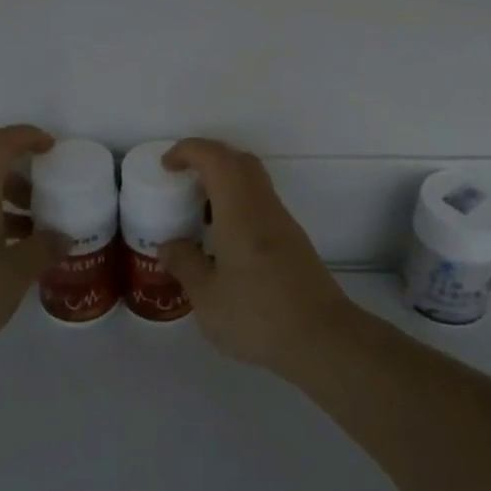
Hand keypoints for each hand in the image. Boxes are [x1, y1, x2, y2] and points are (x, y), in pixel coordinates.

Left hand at [0, 125, 62, 364]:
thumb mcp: (14, 275)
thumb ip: (42, 251)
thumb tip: (62, 236)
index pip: (1, 144)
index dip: (28, 137)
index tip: (53, 149)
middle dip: (25, 181)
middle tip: (51, 203)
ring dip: (11, 208)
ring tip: (36, 238)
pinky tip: (9, 260)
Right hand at [157, 138, 356, 375]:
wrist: (323, 339)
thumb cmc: (258, 316)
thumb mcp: (208, 298)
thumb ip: (185, 265)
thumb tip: (169, 245)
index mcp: (240, 211)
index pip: (215, 158)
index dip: (188, 150)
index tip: (167, 165)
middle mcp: (264, 206)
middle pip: (239, 161)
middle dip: (208, 159)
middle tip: (183, 181)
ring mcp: (283, 223)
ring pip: (253, 182)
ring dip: (225, 183)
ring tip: (199, 213)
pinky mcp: (294, 241)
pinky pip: (261, 204)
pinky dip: (238, 205)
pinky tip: (224, 241)